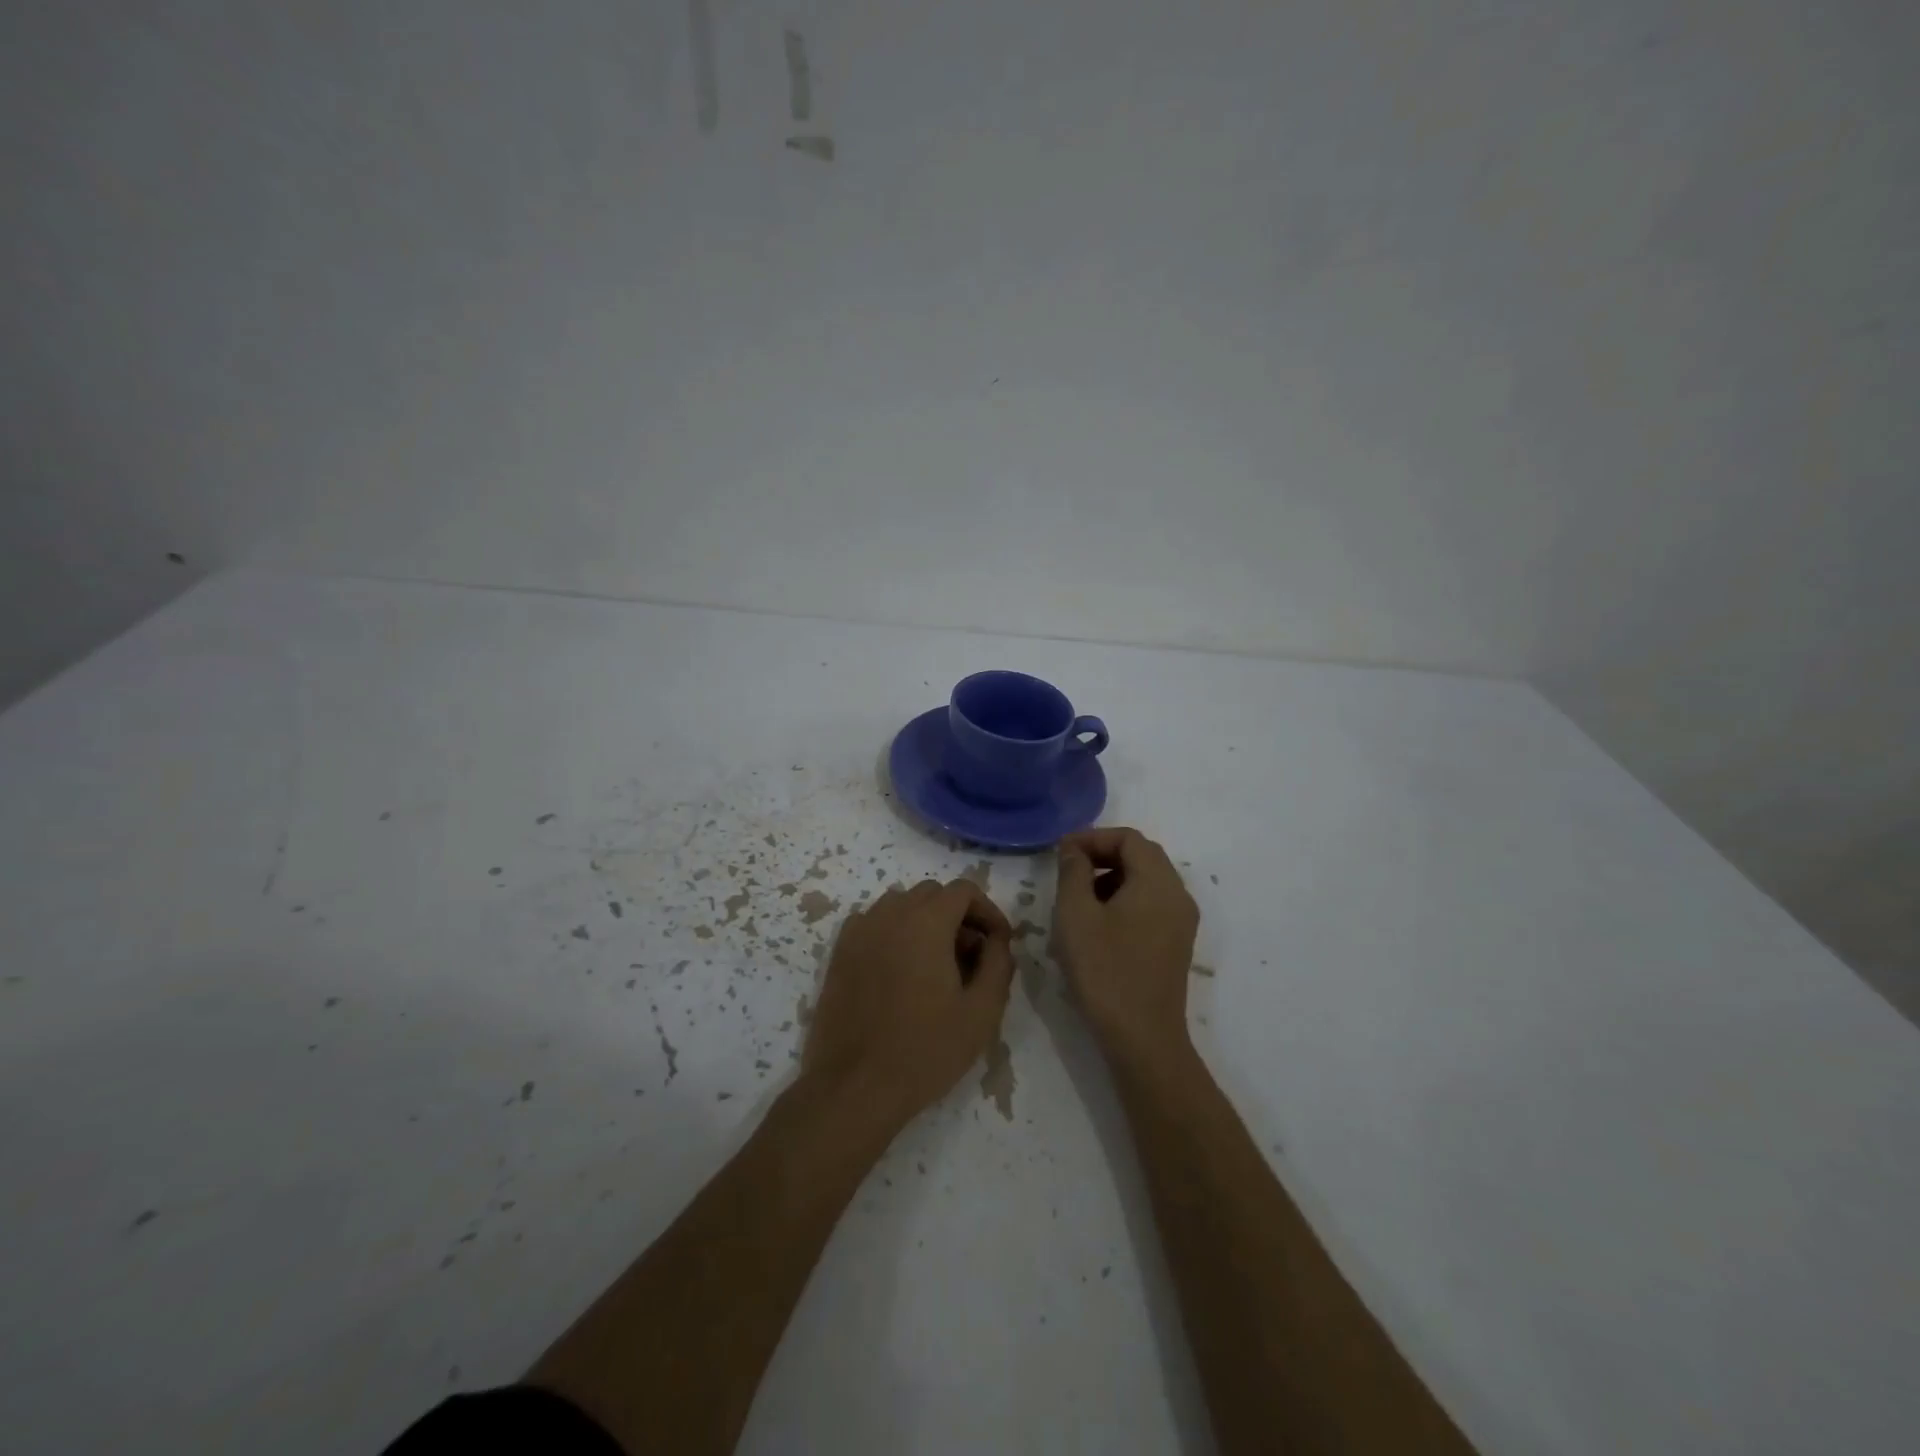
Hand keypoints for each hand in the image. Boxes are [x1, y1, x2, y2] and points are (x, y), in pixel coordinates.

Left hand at [804, 878, 1014, 1129]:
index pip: (964, 890)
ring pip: (901, 905)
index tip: (998, 944)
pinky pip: (874, 923)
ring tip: (936, 965)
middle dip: (958, 916)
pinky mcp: (840, 952)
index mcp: (926, 921)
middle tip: (970, 958)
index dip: (987, 911)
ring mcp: (860, 931)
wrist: (855, 1086)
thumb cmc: (926, 1050)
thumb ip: (998, 964)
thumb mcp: (982, 1012)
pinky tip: (900, 971)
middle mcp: (890, 914)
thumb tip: (997, 939)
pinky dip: (893, 932)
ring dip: (925, 921)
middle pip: (932, 894)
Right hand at [1052, 828, 1199, 1065]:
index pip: (1129, 838)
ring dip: (1112, 878)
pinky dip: (1124, 900)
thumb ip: (1073, 872)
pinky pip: (1151, 905)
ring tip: (1078, 898)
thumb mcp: (1076, 915)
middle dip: (1102, 855)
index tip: (1061, 852)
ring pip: (1146, 881)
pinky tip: (1097, 924)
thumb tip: (1074, 850)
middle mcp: (1178, 895)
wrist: (1143, 1038)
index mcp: (1158, 881)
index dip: (1092, 837)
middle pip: (1141, 856)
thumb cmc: (1105, 970)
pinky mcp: (1176, 944)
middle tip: (1067, 869)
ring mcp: (1181, 922)